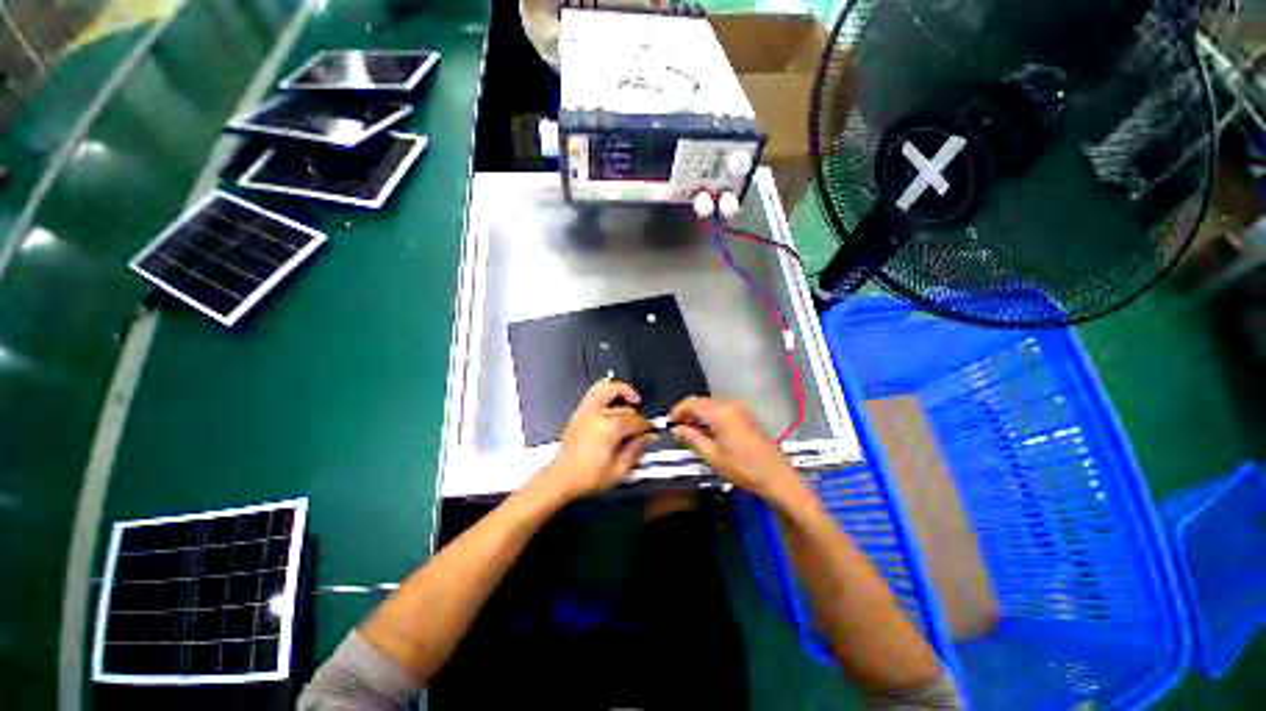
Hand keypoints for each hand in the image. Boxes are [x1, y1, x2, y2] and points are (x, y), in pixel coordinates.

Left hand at [538, 379, 652, 499]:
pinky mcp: (579, 412)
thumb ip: (635, 451)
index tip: (649, 431)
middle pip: (625, 407)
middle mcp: (598, 414)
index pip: (636, 421)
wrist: (562, 478)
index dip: (646, 427)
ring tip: (631, 397)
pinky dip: (606, 390)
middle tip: (640, 421)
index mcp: (611, 428)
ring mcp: (587, 411)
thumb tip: (644, 439)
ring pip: (608, 388)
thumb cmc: (585, 476)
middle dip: (637, 414)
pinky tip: (612, 397)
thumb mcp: (618, 471)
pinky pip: (594, 391)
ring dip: (622, 390)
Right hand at [669, 396, 800, 499]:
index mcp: (720, 412)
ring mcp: (741, 408)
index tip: (668, 423)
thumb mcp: (712, 456)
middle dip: (687, 413)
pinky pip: (723, 409)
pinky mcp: (747, 414)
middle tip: (677, 429)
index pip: (691, 403)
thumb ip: (691, 438)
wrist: (777, 477)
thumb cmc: (743, 468)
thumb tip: (676, 429)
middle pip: (702, 402)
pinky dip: (711, 416)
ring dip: (699, 415)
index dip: (677, 411)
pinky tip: (708, 431)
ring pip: (712, 404)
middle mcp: (731, 404)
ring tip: (690, 432)